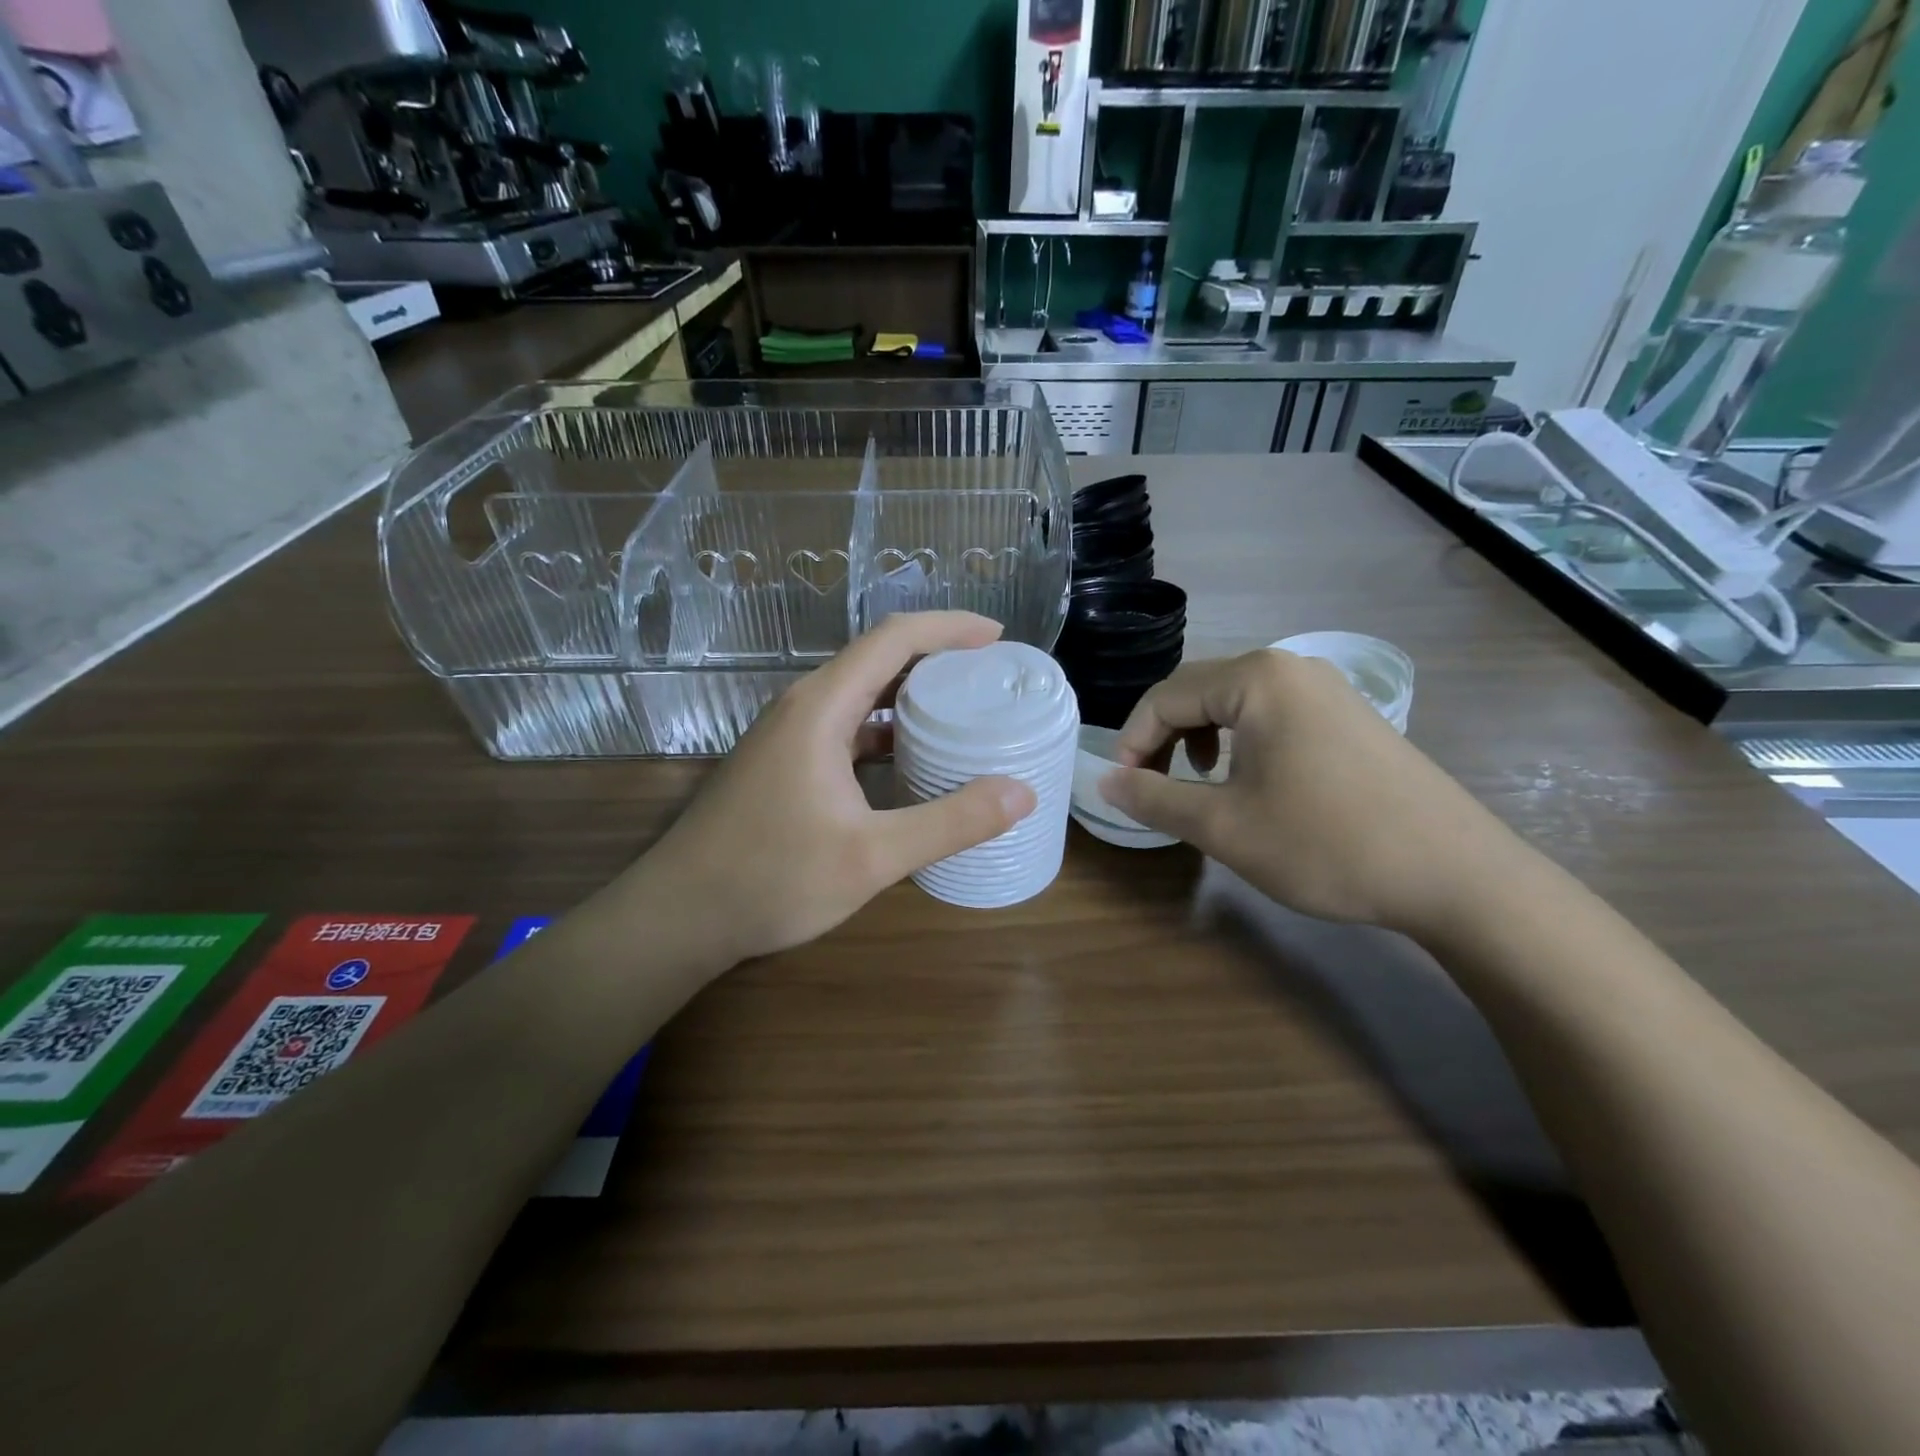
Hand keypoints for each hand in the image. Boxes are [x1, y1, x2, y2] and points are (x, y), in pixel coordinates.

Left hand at [633, 612, 1037, 962]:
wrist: (678, 916)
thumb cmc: (771, 879)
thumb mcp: (872, 856)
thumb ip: (950, 822)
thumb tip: (1022, 794)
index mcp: (821, 707)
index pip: (893, 638)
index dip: (949, 628)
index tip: (998, 638)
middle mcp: (803, 707)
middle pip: (877, 659)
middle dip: (937, 658)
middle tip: (990, 676)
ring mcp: (788, 736)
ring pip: (860, 695)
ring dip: (911, 695)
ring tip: (963, 709)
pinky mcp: (784, 764)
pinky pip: (845, 727)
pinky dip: (886, 731)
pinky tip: (912, 758)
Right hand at [1099, 649, 1516, 938]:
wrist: (1456, 873)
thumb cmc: (1326, 843)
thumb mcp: (1224, 826)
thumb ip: (1154, 798)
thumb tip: (1104, 782)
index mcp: (1255, 679)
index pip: (1164, 697)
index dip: (1132, 742)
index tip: (1123, 789)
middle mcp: (1291, 667)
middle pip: (1199, 691)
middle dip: (1164, 738)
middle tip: (1154, 788)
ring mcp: (1327, 688)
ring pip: (1236, 703)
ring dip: (1201, 738)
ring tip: (1200, 784)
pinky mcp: (1351, 715)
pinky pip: (1274, 714)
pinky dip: (1243, 742)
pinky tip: (1253, 782)